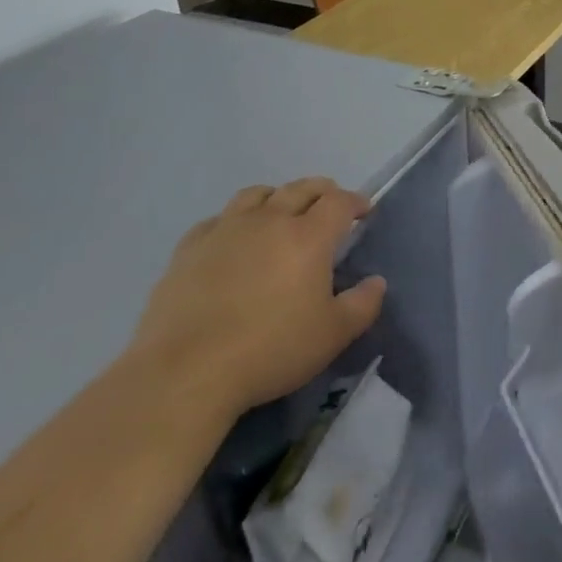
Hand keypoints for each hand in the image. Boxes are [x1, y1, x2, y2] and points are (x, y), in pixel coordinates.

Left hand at [132, 178, 385, 420]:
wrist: (185, 373)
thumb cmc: (269, 351)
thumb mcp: (332, 336)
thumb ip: (363, 305)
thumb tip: (377, 282)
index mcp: (308, 236)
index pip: (339, 201)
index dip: (355, 201)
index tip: (363, 212)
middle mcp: (269, 220)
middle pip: (301, 188)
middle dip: (322, 191)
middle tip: (329, 205)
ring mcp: (226, 230)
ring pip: (257, 194)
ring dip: (277, 197)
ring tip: (281, 213)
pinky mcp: (189, 249)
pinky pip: (218, 219)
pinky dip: (234, 221)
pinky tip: (233, 240)